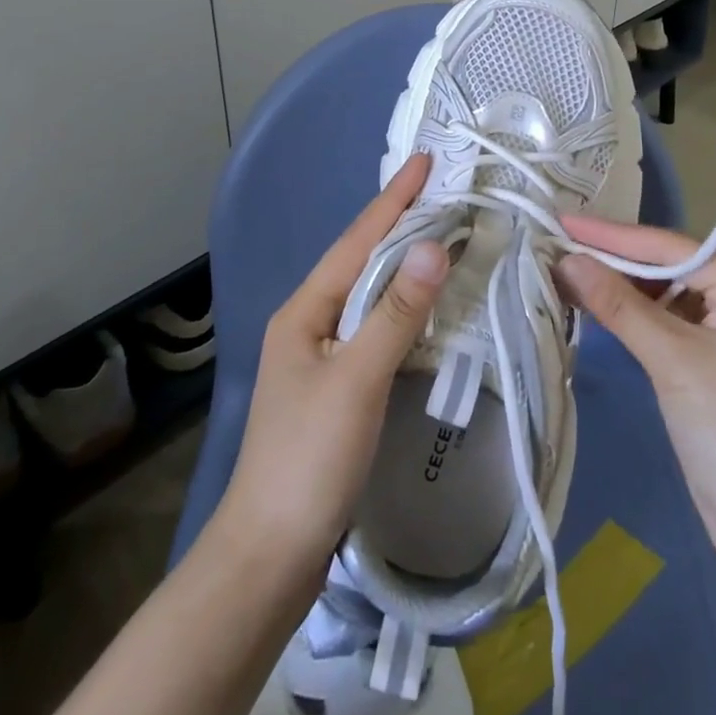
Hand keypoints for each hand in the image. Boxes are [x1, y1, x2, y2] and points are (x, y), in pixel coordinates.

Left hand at [216, 154, 450, 581]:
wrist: (270, 553)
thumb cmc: (309, 459)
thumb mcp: (357, 380)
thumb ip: (396, 312)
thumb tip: (434, 246)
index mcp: (306, 309)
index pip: (359, 240)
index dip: (395, 199)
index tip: (427, 160)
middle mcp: (310, 321)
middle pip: (362, 259)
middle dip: (401, 222)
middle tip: (445, 190)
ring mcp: (321, 354)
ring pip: (370, 292)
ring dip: (404, 260)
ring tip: (442, 231)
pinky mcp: (337, 385)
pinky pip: (376, 325)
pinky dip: (404, 304)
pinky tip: (427, 302)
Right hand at [557, 217, 715, 581]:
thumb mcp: (672, 359)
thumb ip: (618, 304)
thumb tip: (567, 259)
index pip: (669, 247)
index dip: (611, 235)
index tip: (562, 221)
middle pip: (667, 267)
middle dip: (613, 260)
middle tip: (557, 245)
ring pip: (664, 296)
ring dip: (619, 289)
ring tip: (566, 272)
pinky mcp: (714, 364)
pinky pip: (666, 324)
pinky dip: (633, 317)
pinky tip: (597, 308)